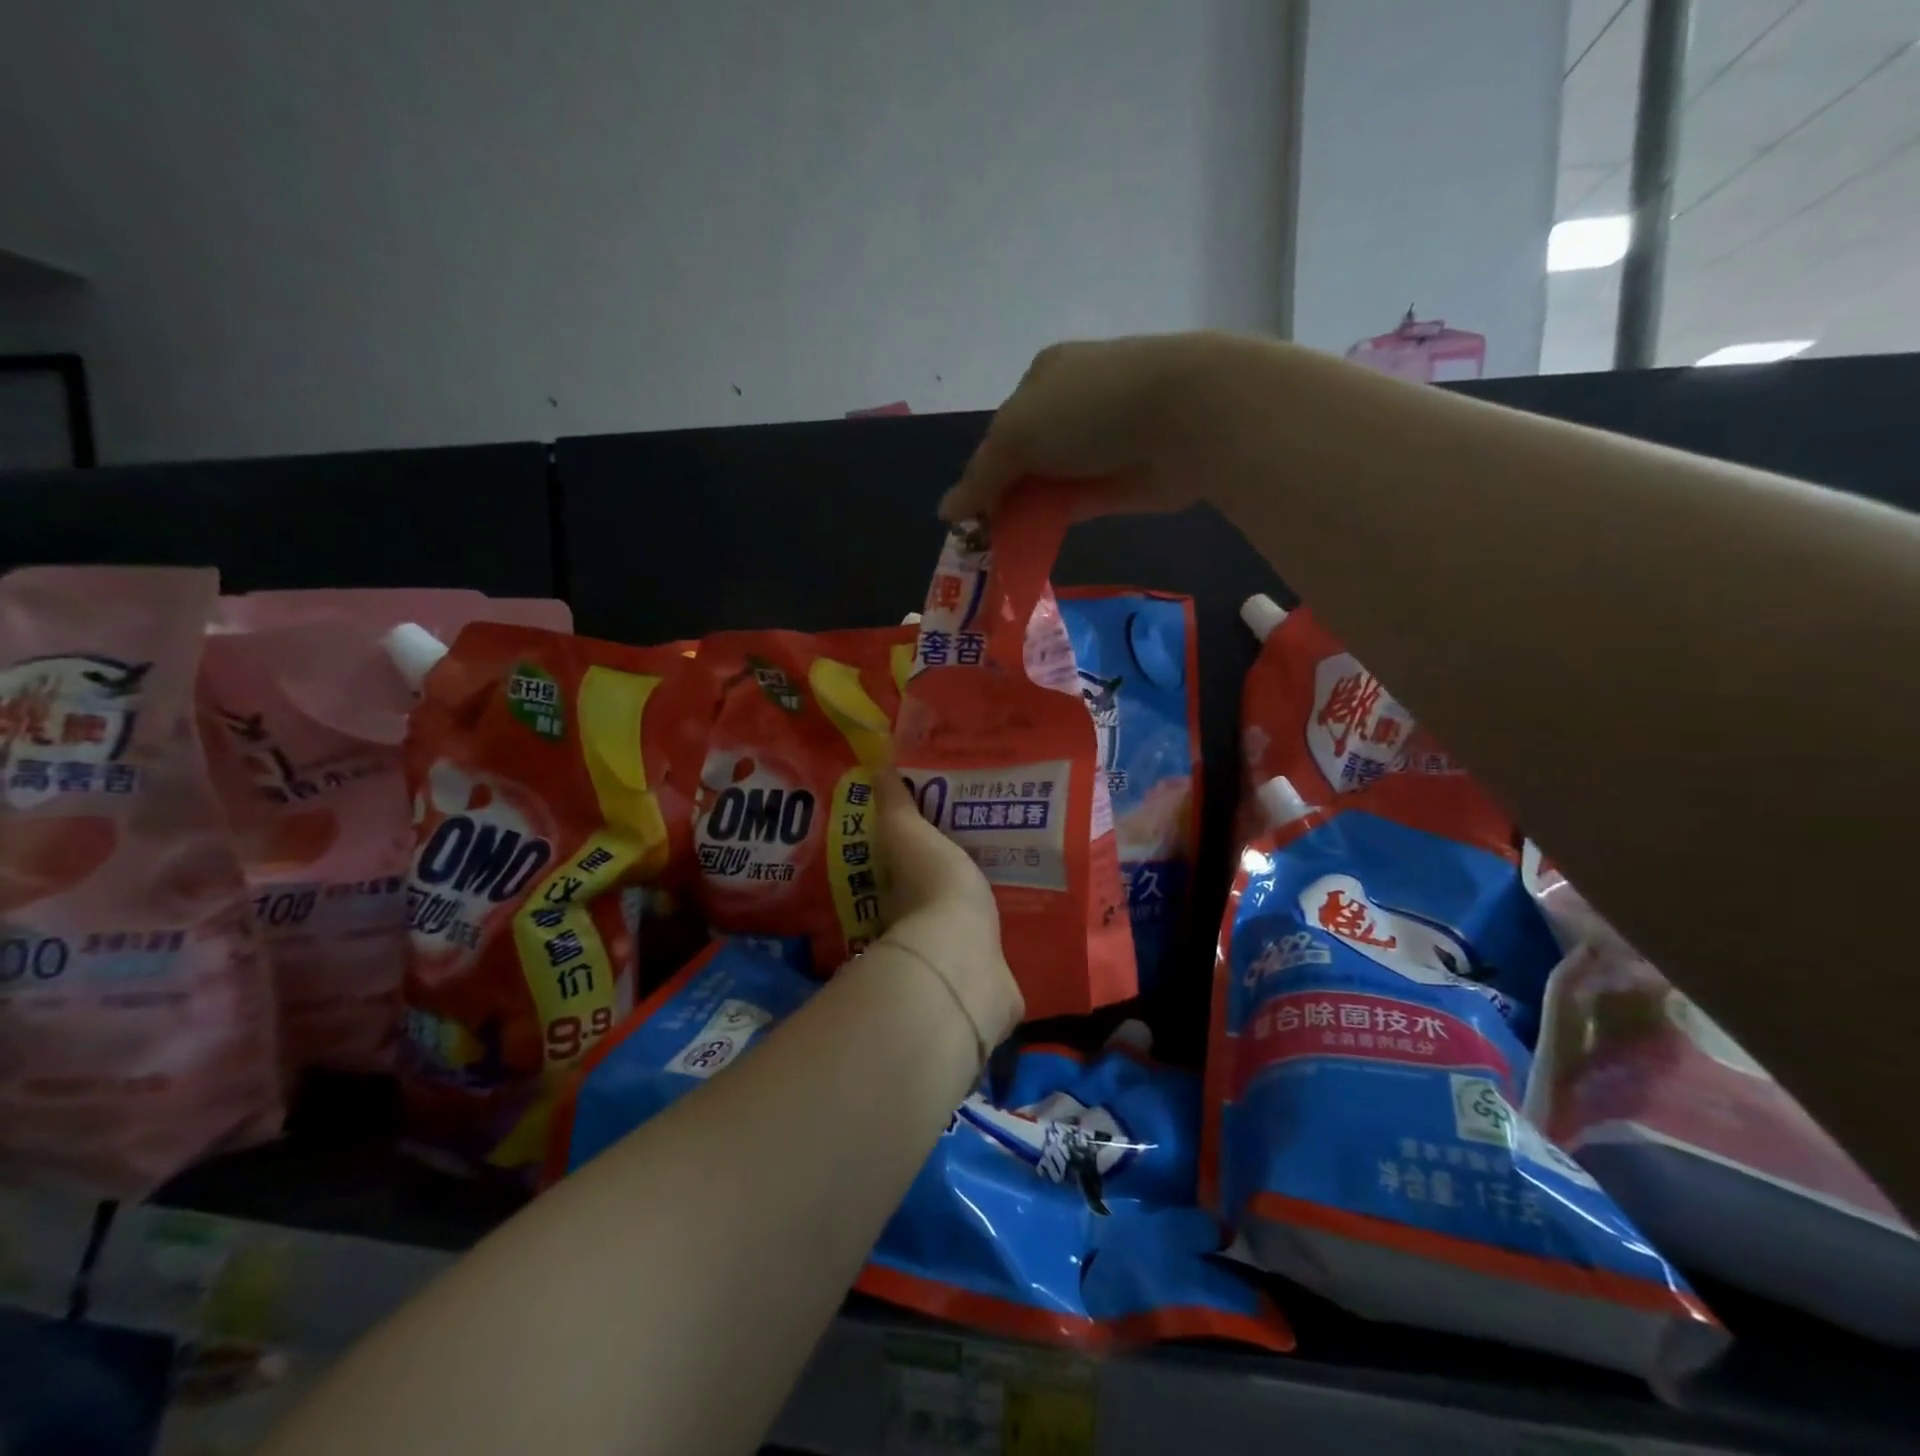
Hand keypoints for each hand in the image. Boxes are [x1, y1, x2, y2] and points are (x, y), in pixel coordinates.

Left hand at [875, 770, 1022, 1047]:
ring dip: (984, 906)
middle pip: (938, 893)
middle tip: (991, 846)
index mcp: (902, 888)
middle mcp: (923, 923)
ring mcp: (956, 953)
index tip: (947, 826)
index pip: (906, 864)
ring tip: (1019, 875)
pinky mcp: (988, 975)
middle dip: (958, 874)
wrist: (963, 958)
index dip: (921, 846)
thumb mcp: (909, 833)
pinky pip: (999, 950)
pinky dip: (1009, 937)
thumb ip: (896, 805)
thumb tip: (878, 768)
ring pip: (969, 923)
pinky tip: (1033, 917)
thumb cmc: (933, 887)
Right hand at [938, 332, 1243, 523]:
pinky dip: (1053, 524)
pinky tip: (1030, 549)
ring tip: (1000, 553)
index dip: (981, 473)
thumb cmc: (1089, 408)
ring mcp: (1098, 446)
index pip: (1000, 432)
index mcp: (1042, 379)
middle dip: (1002, 497)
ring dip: (1025, 516)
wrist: (1185, 416)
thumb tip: (946, 511)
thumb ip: (982, 475)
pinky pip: (1075, 505)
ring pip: (1049, 486)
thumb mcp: (1017, 433)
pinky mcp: (1121, 481)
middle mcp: (1070, 408)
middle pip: (1024, 461)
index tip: (967, 514)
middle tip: (982, 539)